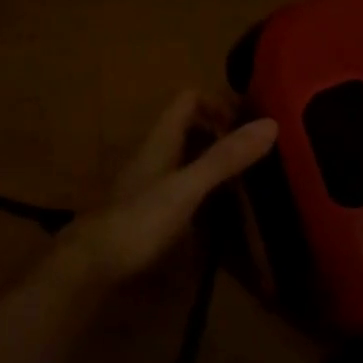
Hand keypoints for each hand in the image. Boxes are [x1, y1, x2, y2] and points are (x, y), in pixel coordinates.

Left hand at [57, 92, 277, 286]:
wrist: (93, 263)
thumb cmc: (139, 220)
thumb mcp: (187, 188)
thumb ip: (224, 158)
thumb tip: (270, 124)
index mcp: (162, 140)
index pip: (189, 99)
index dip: (219, 103)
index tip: (248, 128)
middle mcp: (156, 154)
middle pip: (190, 127)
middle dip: (223, 134)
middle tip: (258, 157)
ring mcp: (151, 182)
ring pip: (187, 157)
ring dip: (215, 162)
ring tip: (250, 183)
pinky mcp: (150, 209)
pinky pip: (183, 187)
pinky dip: (205, 191)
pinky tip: (223, 214)